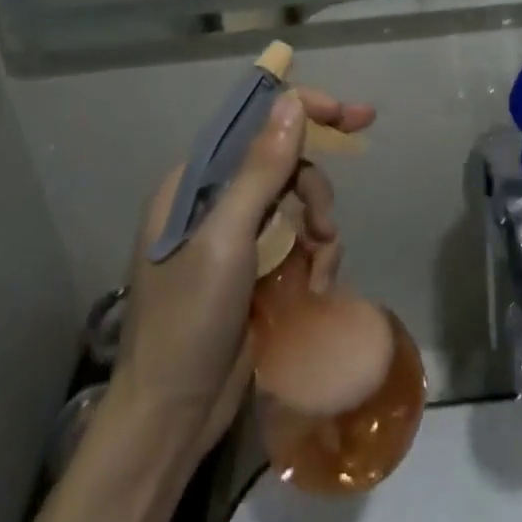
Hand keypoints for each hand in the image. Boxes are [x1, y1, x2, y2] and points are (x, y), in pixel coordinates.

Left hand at [111, 86, 375, 460]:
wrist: (171, 420)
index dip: (304, 111)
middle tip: (326, 227)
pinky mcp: (255, 268)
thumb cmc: (187, 321)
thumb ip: (261, 169)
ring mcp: (237, 236)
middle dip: (313, 192)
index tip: (351, 115)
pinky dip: (314, 257)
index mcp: (195, 182)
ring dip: (317, 230)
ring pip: (298, 203)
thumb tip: (291, 101)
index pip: (255, 123)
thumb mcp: (226, 239)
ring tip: (319, 268)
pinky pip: (299, 240)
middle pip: (284, 164)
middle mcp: (215, 200)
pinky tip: (315, 287)